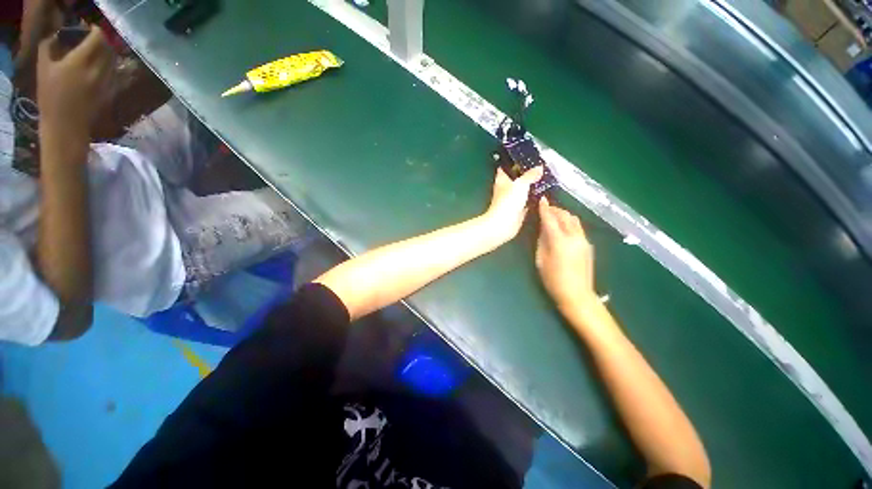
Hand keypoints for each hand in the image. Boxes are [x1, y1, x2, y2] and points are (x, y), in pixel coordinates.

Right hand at [37, 26, 113, 135]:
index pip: (97, 39)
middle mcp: (97, 70)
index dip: (95, 31)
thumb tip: (55, 36)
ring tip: (99, 53)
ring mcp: (106, 82)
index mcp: (80, 61)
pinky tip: (103, 67)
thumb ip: (49, 47)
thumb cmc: (50, 97)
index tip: (90, 29)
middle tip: (94, 40)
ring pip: (114, 61)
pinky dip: (111, 66)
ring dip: (108, 53)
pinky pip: (116, 74)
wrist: (66, 126)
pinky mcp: (111, 92)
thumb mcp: (43, 69)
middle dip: (103, 41)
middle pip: (108, 48)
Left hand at [482, 166, 543, 242]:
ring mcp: (512, 201)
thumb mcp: (521, 184)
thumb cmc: (508, 201)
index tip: (524, 157)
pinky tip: (544, 195)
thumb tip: (540, 167)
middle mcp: (506, 190)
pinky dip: (534, 199)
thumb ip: (530, 175)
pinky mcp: (518, 211)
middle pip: (516, 180)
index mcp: (502, 180)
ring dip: (531, 187)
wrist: (504, 224)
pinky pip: (527, 202)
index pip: (505, 168)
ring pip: (522, 191)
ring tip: (546, 179)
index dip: (513, 163)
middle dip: (525, 175)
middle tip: (541, 169)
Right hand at [535, 199, 596, 310]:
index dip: (545, 209)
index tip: (541, 199)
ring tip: (554, 216)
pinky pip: (578, 228)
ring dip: (563, 215)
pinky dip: (569, 223)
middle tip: (545, 208)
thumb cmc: (553, 279)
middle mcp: (574, 237)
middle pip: (565, 216)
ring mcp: (584, 240)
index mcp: (560, 241)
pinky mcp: (588, 245)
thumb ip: (542, 240)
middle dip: (555, 210)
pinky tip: (562, 228)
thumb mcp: (541, 259)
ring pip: (574, 220)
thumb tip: (543, 227)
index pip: (550, 219)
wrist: (577, 294)